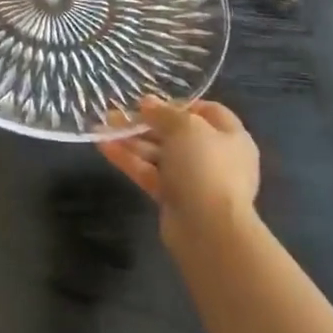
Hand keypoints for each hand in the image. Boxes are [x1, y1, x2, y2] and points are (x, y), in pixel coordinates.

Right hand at [100, 97, 260, 243]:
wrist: (209, 230)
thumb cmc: (205, 167)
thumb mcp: (185, 127)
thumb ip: (164, 112)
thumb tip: (148, 103)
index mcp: (230, 137)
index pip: (207, 112)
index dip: (179, 104)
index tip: (151, 101)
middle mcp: (214, 157)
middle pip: (176, 133)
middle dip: (145, 122)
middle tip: (117, 113)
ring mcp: (193, 180)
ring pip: (159, 154)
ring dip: (132, 140)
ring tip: (102, 127)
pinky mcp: (174, 199)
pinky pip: (150, 173)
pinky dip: (129, 160)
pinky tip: (104, 146)